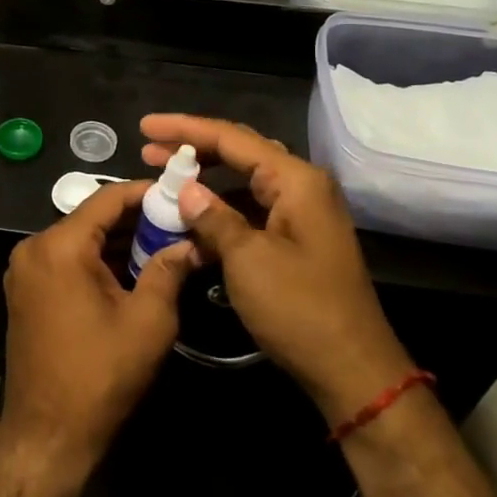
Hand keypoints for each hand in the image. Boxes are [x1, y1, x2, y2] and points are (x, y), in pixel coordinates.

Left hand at [0, 180, 199, 474]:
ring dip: (118, 242)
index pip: (107, 199)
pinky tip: (132, 270)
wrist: (48, 433)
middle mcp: (35, 248)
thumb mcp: (148, 321)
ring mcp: (25, 270)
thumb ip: (169, 271)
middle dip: (136, 220)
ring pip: (79, 240)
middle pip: (92, 218)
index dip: (145, 192)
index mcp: (60, 246)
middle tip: (178, 223)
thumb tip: (191, 243)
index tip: (178, 193)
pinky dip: (97, 261)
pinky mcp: (26, 291)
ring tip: (163, 244)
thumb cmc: (101, 374)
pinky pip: (66, 260)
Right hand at [140, 114, 413, 423]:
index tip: (144, 126)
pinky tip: (192, 219)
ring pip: (244, 182)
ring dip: (205, 180)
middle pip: (240, 152)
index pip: (232, 138)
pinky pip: (251, 210)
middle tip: (148, 149)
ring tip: (164, 179)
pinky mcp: (295, 240)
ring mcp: (300, 214)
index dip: (184, 129)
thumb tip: (186, 190)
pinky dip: (220, 210)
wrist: (352, 370)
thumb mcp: (248, 259)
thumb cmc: (300, 308)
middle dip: (193, 148)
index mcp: (295, 180)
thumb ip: (213, 217)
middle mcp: (301, 186)